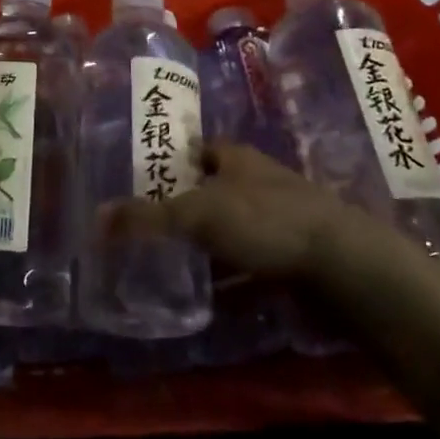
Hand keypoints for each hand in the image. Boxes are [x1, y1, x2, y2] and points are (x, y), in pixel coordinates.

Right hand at [102, 143, 398, 282]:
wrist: (344, 264)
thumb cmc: (265, 221)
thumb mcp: (196, 215)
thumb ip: (146, 217)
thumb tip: (95, 218)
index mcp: (238, 158)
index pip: (200, 147)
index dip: (172, 156)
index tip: (144, 173)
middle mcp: (259, 181)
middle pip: (215, 187)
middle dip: (186, 201)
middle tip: (149, 221)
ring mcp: (281, 218)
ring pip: (233, 226)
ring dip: (208, 240)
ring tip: (170, 257)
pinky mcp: (294, 255)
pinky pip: (251, 261)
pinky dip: (230, 274)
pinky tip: (209, 291)